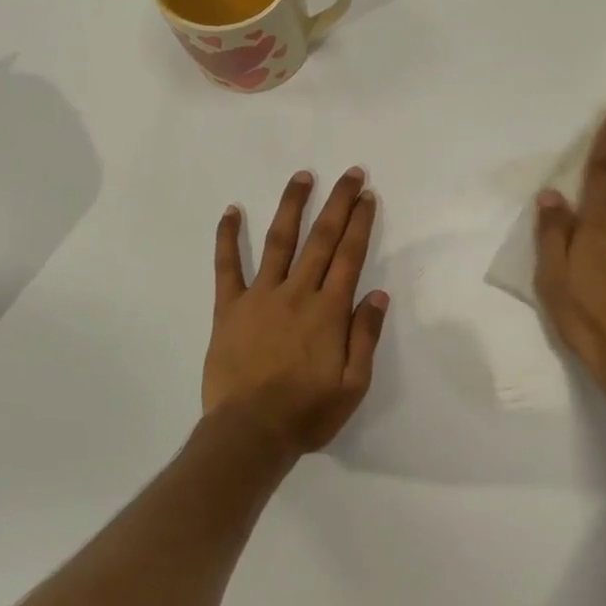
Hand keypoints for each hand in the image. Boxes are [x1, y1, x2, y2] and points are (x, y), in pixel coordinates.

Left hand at [205, 167, 389, 454]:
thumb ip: (365, 337)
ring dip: (292, 206)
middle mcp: (297, 293)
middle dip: (338, 203)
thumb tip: (378, 294)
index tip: (367, 195)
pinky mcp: (229, 307)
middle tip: (350, 173)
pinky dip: (228, 237)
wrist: (250, 432)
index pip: (349, 256)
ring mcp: (260, 296)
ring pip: (279, 241)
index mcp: (329, 311)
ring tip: (303, 177)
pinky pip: (227, 266)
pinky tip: (231, 211)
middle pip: (321, 239)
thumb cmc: (306, 412)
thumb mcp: (353, 385)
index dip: (360, 223)